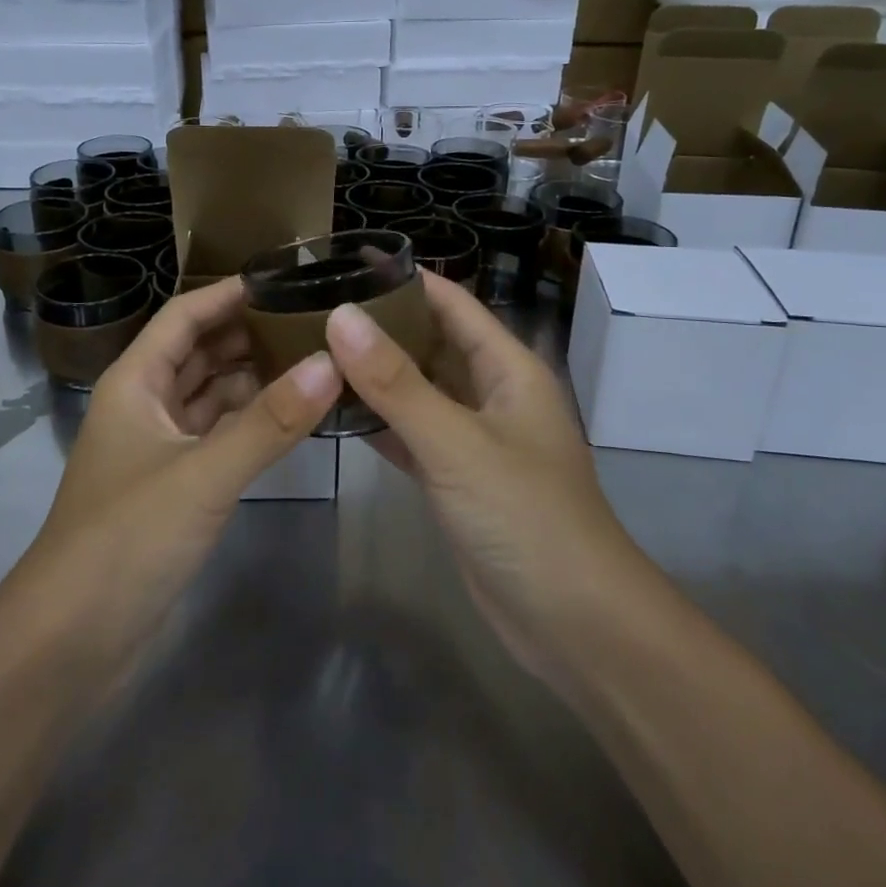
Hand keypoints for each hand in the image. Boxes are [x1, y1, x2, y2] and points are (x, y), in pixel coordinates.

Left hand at [25, 278, 341, 665]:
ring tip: (316, 360)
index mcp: (135, 382)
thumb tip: (332, 363)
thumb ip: (269, 421)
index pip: (184, 316)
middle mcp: (145, 405)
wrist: (70, 641)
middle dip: (250, 334)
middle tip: (316, 320)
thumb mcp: (203, 474)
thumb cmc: (126, 538)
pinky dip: (251, 423)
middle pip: (201, 352)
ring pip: (212, 396)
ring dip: (254, 378)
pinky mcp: (175, 487)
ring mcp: (159, 448)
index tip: (285, 278)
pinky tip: (292, 417)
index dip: (229, 293)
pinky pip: (219, 436)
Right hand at [325, 275, 632, 687]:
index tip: (347, 262)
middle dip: (381, 325)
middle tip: (313, 308)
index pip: (453, 303)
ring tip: (312, 350)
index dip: (406, 279)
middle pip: (432, 343)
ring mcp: (473, 439)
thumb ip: (396, 382)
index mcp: (508, 368)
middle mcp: (492, 394)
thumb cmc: (525, 516)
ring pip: (418, 390)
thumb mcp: (457, 443)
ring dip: (375, 374)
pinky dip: (378, 422)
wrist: (573, 623)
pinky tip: (334, 411)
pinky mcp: (456, 479)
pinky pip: (411, 434)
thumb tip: (340, 315)